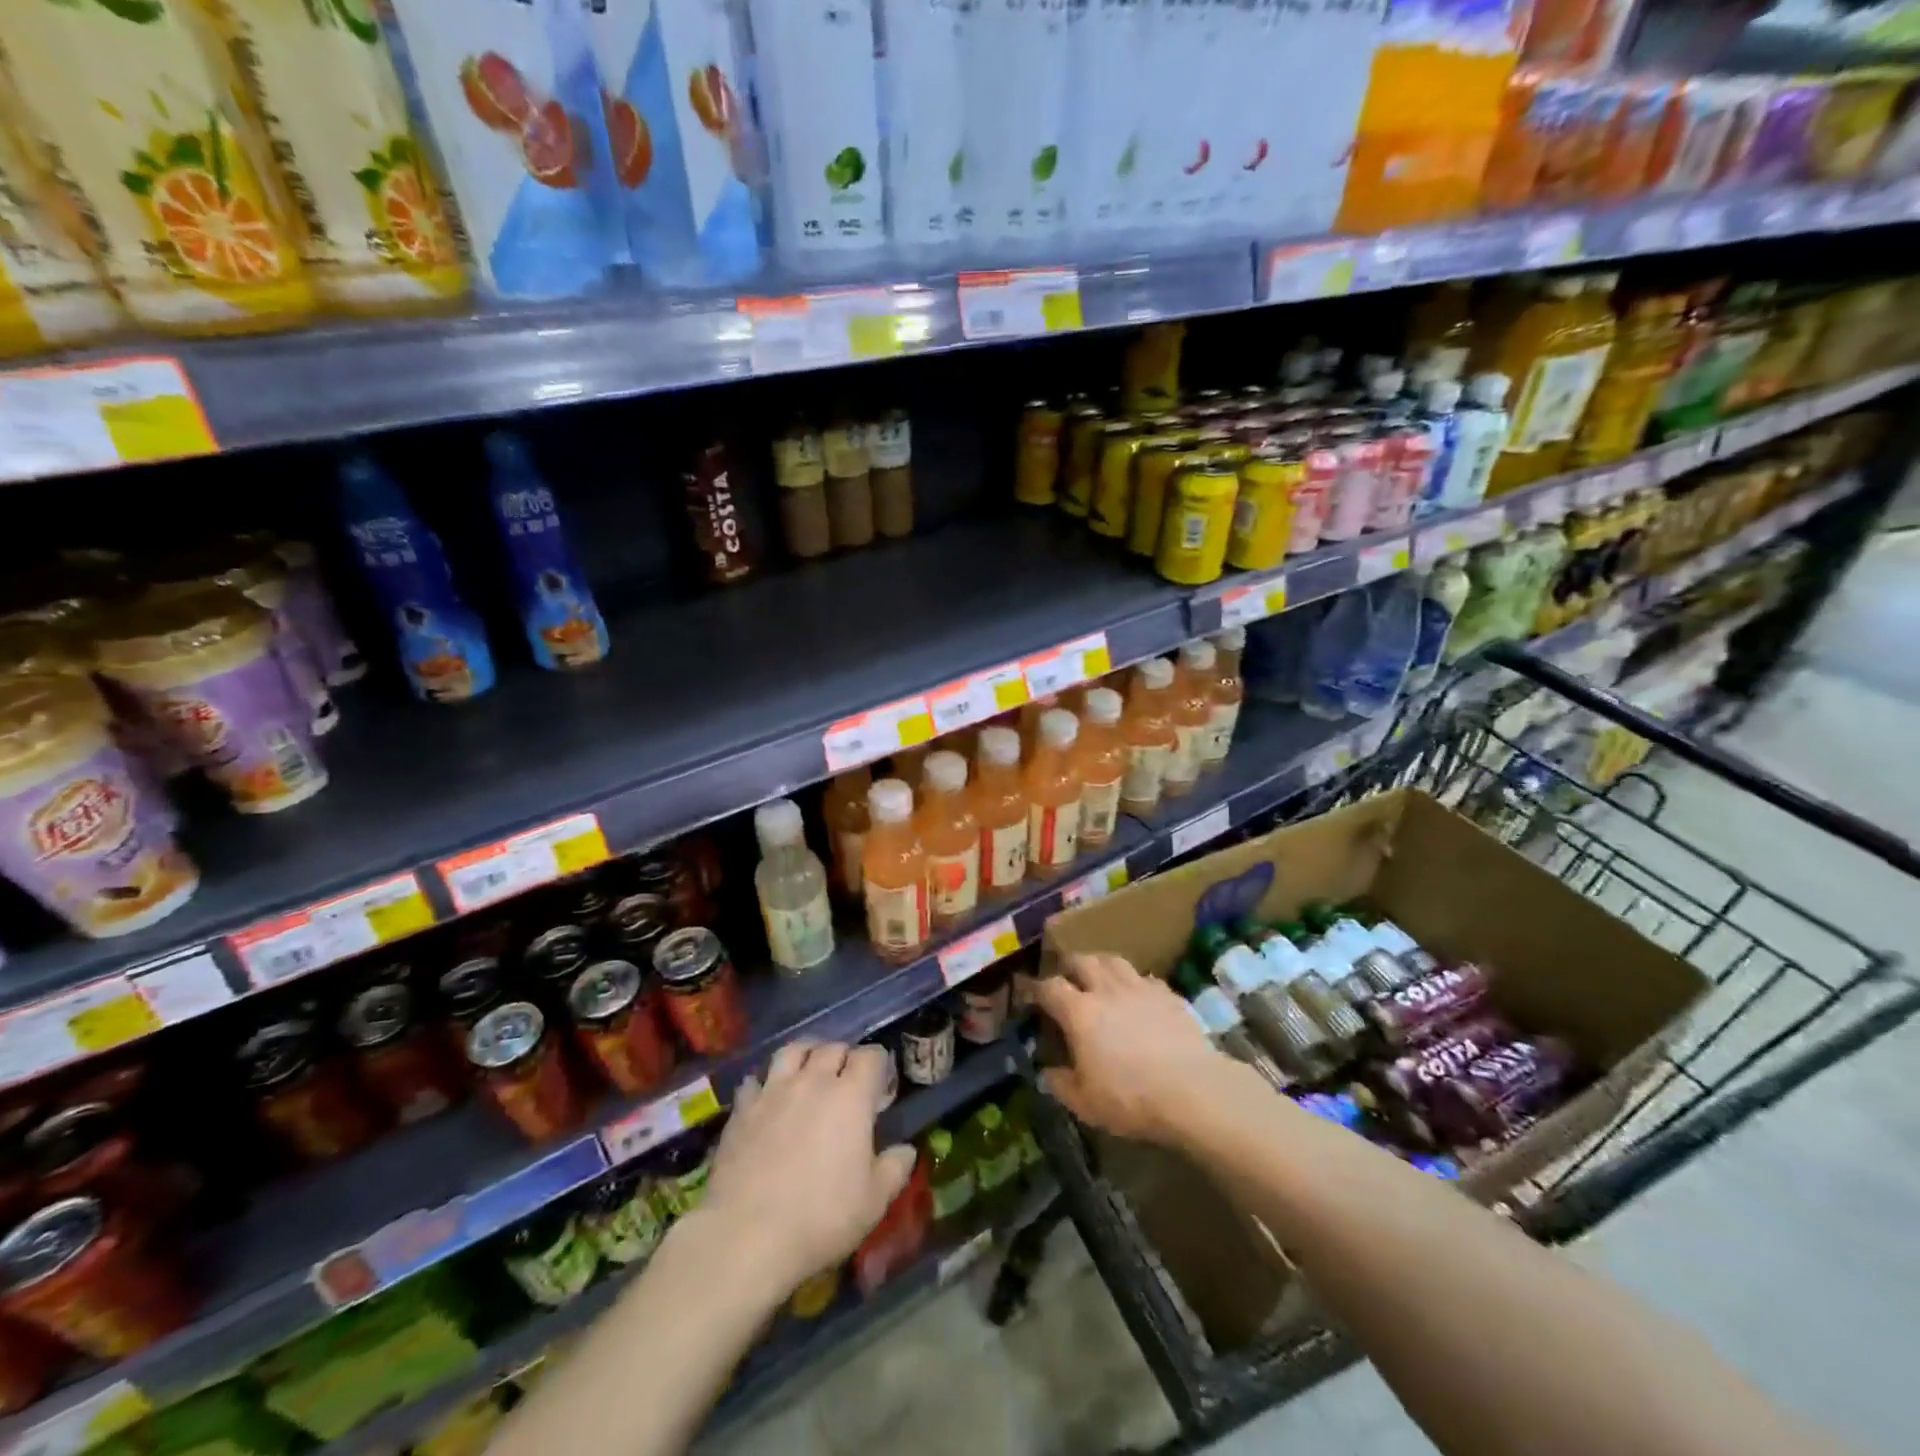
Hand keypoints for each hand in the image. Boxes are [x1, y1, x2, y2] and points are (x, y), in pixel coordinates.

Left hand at [697, 1041, 916, 1299]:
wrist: (746, 1236)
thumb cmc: (821, 1218)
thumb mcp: (873, 1202)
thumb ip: (894, 1169)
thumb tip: (907, 1150)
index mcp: (851, 1096)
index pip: (870, 1056)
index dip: (878, 1064)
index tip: (880, 1084)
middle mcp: (813, 1081)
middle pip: (832, 1047)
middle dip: (844, 1057)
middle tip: (847, 1080)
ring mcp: (774, 1091)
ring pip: (792, 1050)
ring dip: (806, 1054)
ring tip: (808, 1070)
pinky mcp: (742, 1109)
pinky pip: (755, 1079)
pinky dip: (766, 1082)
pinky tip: (768, 1098)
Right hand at [1026, 953, 1233, 1145]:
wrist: (1193, 1090)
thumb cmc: (1131, 1098)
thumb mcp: (1086, 1103)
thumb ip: (1061, 1084)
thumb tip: (1048, 1072)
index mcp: (1079, 1012)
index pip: (1049, 987)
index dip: (1036, 988)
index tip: (1030, 993)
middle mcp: (1106, 990)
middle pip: (1081, 960)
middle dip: (1069, 966)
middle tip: (1066, 977)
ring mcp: (1139, 987)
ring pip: (1113, 960)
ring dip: (1100, 964)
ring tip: (1098, 976)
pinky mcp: (1168, 994)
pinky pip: (1144, 978)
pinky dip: (1133, 982)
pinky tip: (1137, 996)